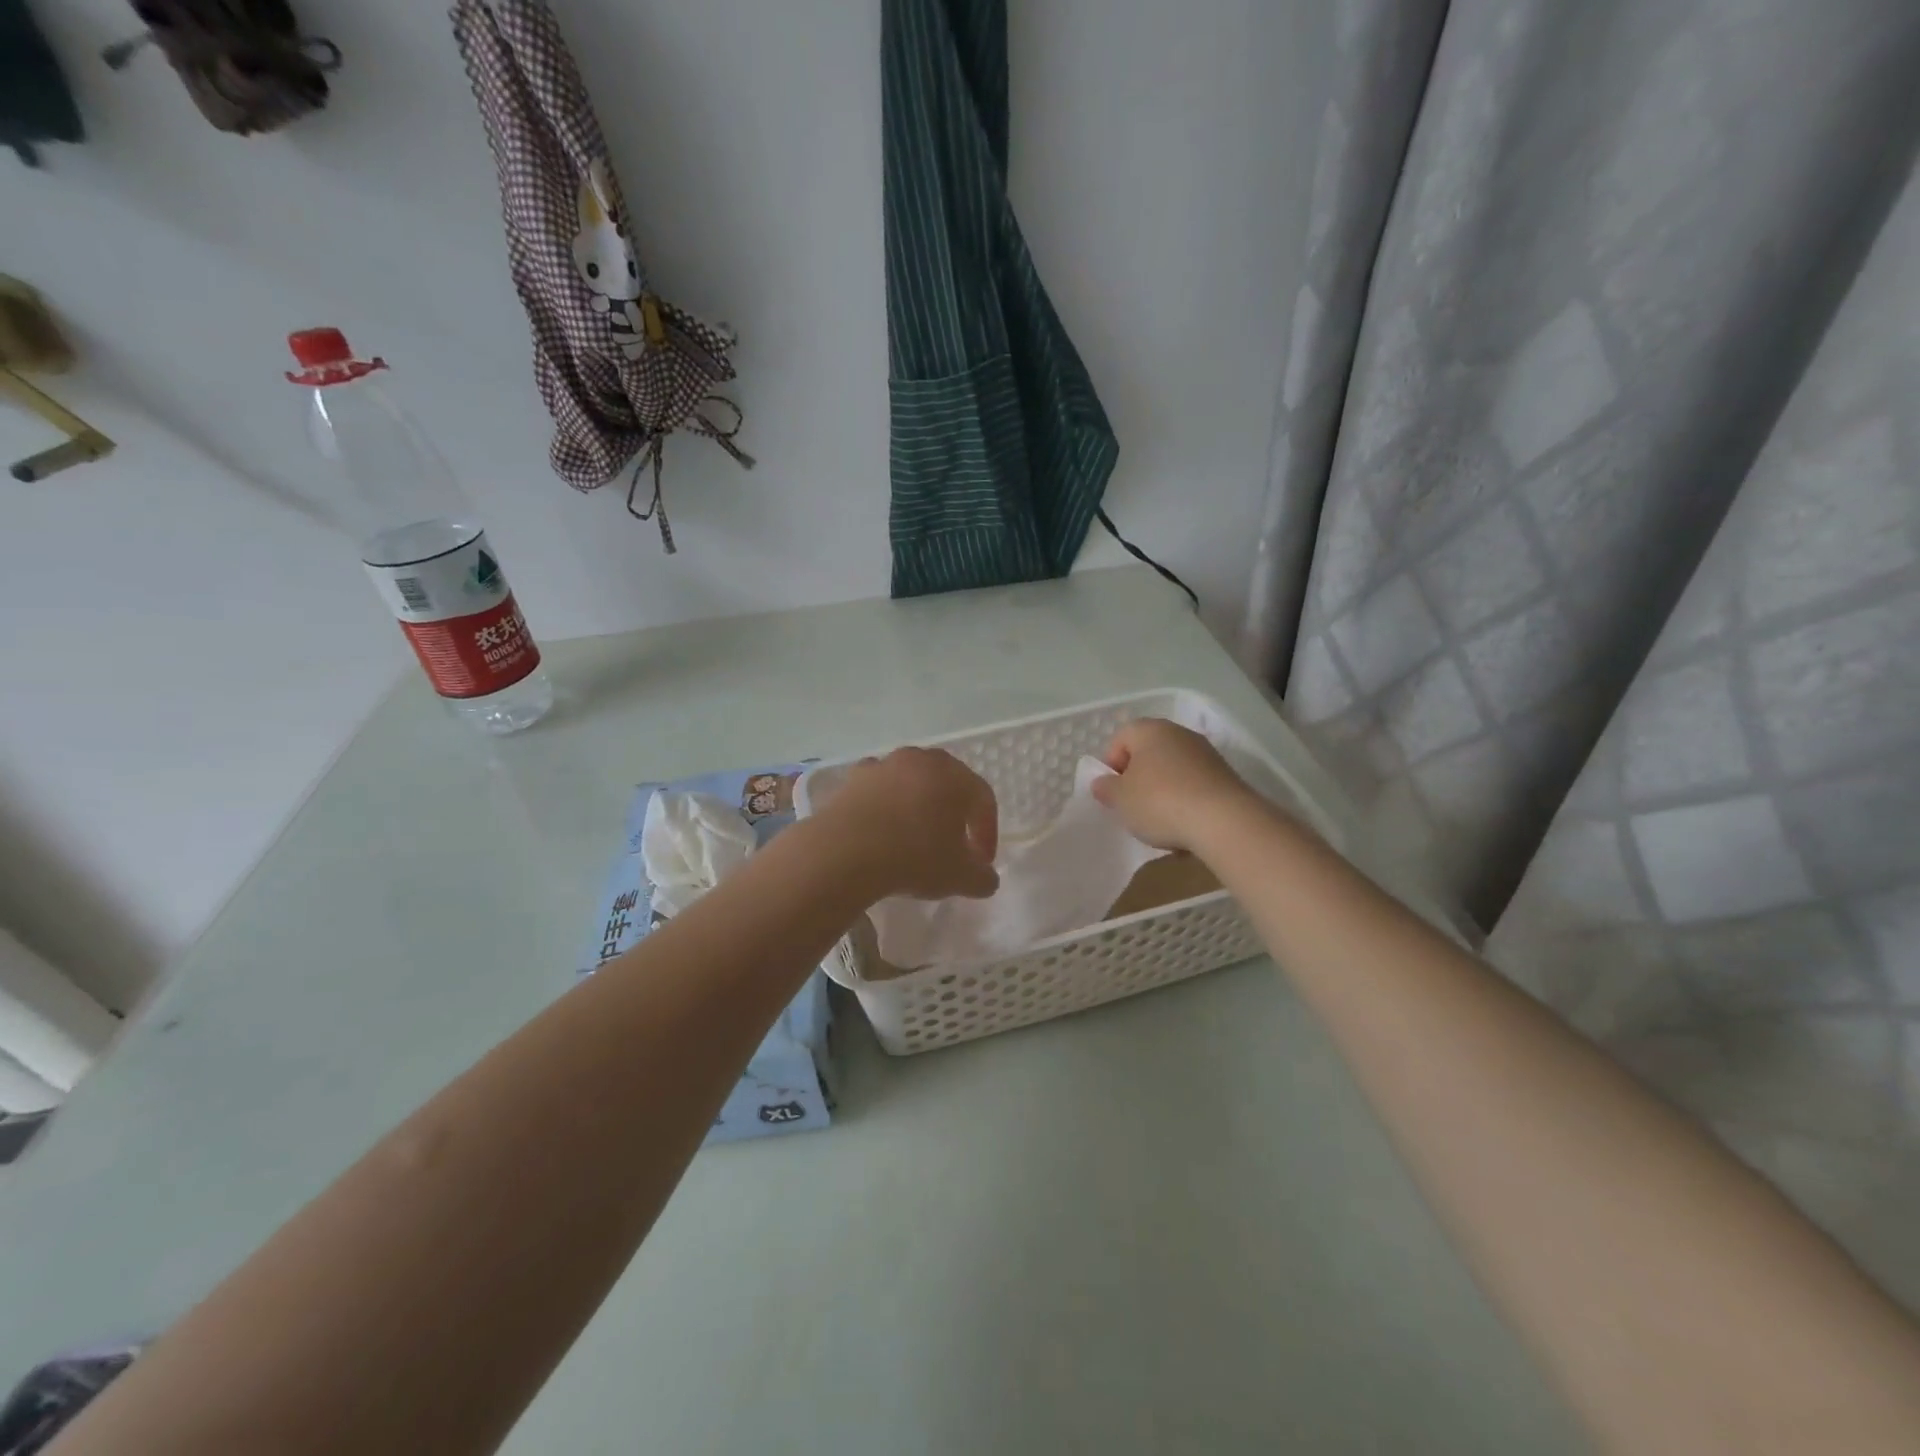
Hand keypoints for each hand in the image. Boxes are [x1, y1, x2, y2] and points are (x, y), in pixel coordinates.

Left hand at [814, 748, 999, 900]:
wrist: (845, 851)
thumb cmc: (914, 856)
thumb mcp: (960, 877)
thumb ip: (982, 877)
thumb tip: (986, 878)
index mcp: (955, 776)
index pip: (983, 800)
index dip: (987, 832)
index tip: (981, 863)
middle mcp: (922, 760)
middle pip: (947, 784)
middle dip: (953, 814)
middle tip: (952, 845)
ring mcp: (884, 765)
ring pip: (911, 784)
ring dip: (917, 807)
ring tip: (913, 838)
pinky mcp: (853, 778)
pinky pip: (878, 790)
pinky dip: (884, 806)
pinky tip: (880, 832)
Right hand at [1091, 718, 1254, 851]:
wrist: (1224, 821)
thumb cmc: (1160, 802)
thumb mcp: (1120, 799)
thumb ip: (1106, 788)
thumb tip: (1103, 783)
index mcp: (1150, 730)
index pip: (1120, 738)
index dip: (1111, 764)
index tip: (1113, 791)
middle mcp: (1179, 733)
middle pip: (1148, 753)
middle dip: (1138, 778)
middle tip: (1133, 806)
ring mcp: (1206, 753)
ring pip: (1172, 770)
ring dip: (1162, 791)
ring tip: (1160, 821)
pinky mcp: (1225, 776)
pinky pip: (1194, 785)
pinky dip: (1186, 801)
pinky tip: (1185, 825)